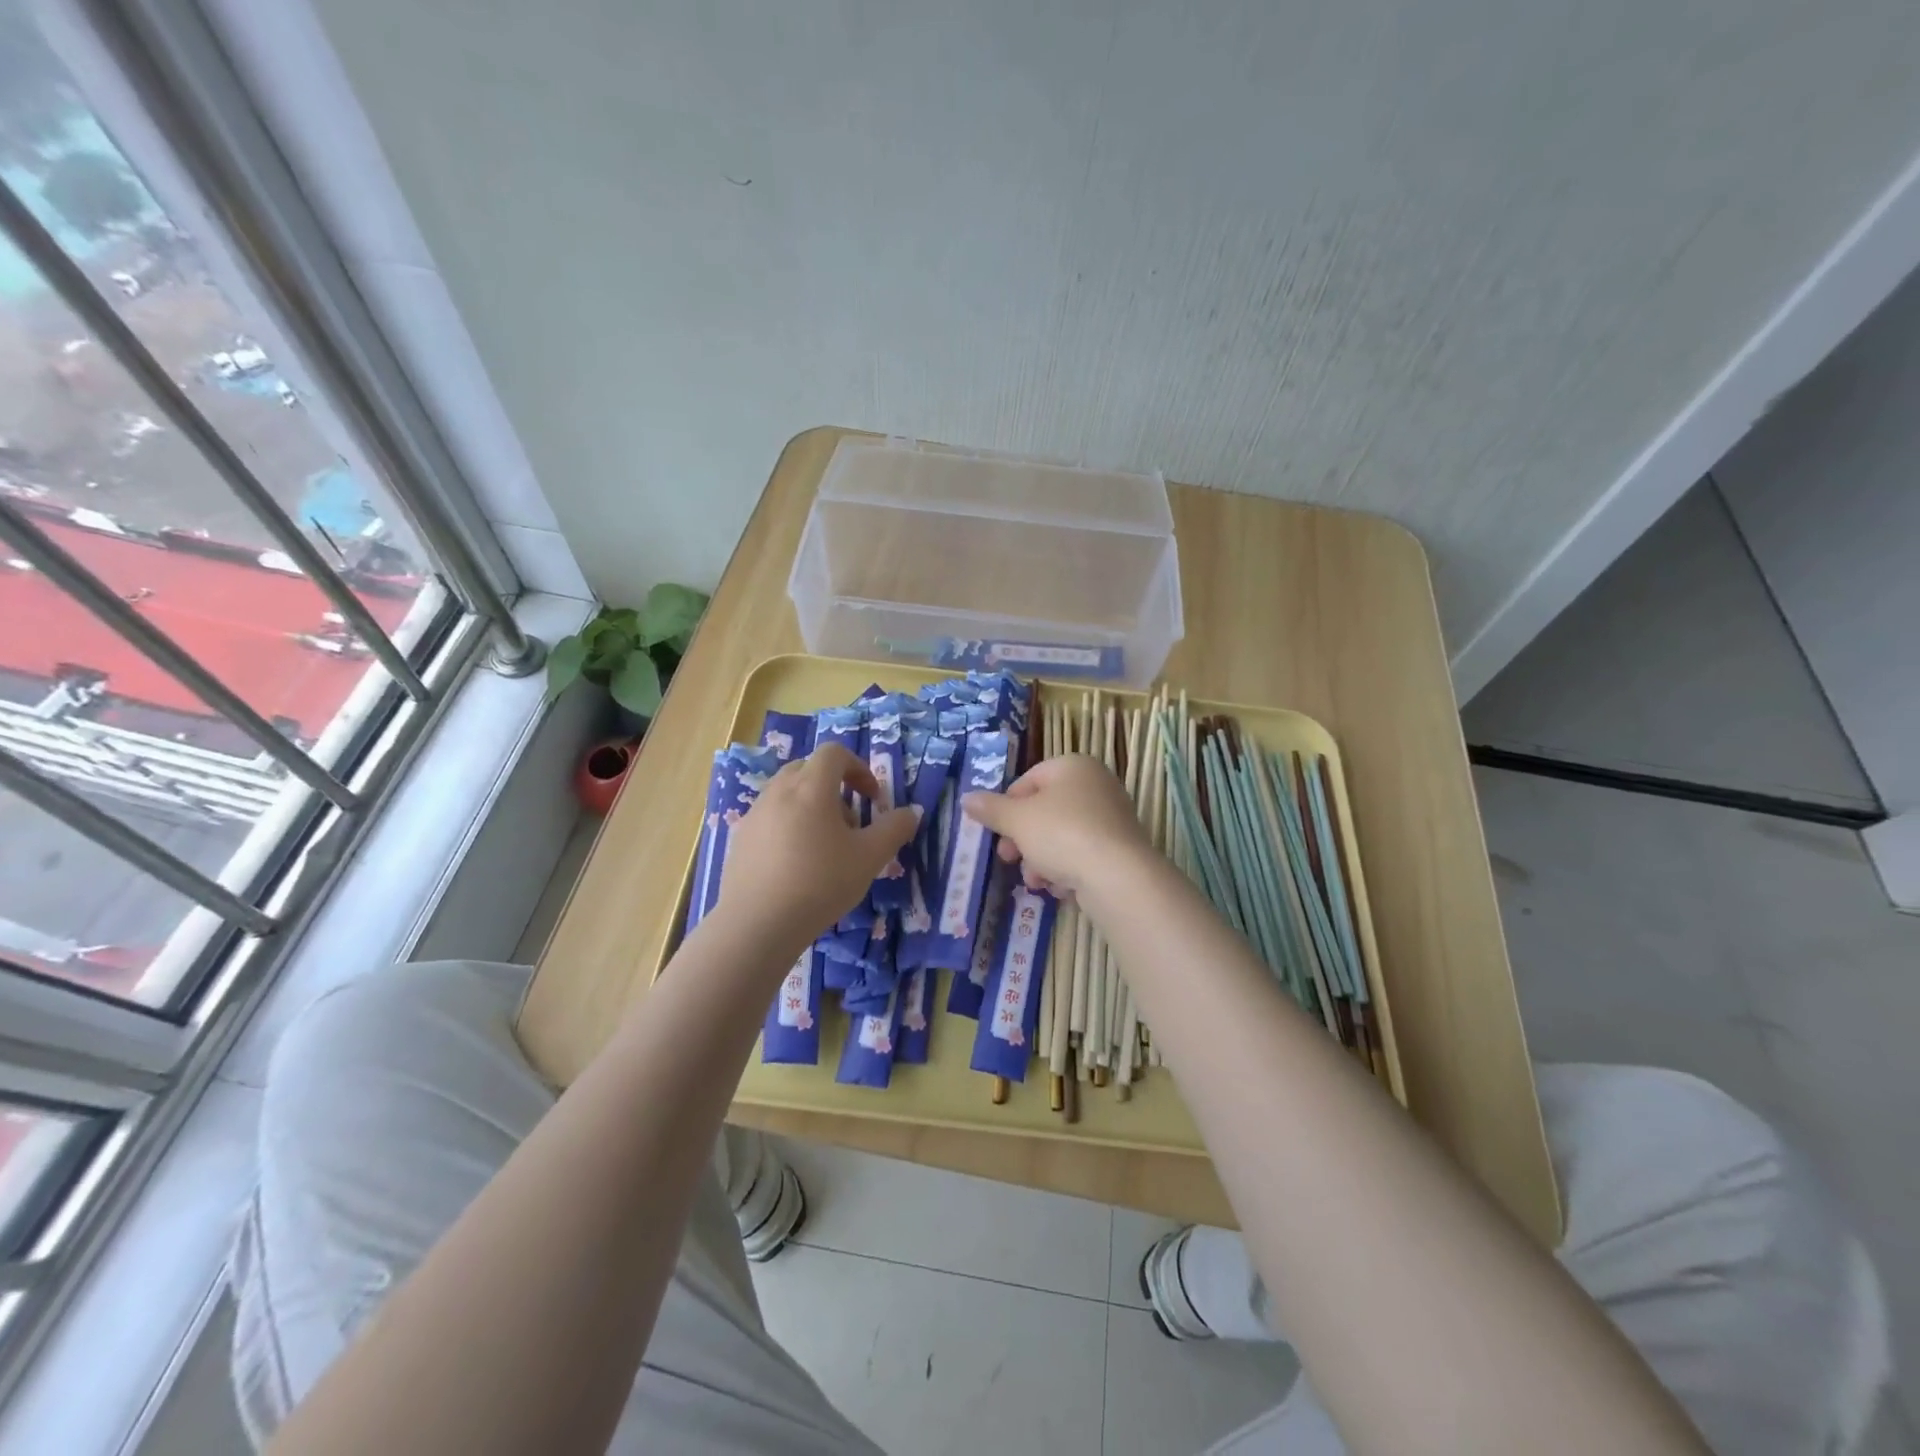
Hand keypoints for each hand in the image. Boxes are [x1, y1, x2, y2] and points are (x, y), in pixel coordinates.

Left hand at [717, 743, 917, 947]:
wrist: (757, 925)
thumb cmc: (820, 883)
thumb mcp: (870, 858)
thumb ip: (894, 829)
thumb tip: (911, 812)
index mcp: (811, 787)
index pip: (834, 753)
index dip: (859, 768)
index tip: (872, 798)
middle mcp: (778, 791)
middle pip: (808, 769)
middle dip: (835, 787)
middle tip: (850, 823)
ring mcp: (754, 814)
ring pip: (787, 794)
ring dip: (811, 807)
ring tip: (824, 848)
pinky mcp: (740, 839)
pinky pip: (770, 818)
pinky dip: (789, 827)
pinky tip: (796, 866)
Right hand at [961, 754, 1151, 898]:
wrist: (1118, 875)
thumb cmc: (1062, 833)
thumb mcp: (1017, 820)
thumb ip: (991, 809)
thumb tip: (966, 798)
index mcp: (1072, 766)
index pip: (1028, 780)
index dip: (1007, 808)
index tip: (996, 832)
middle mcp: (1096, 785)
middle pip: (1044, 811)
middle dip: (1022, 839)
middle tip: (1009, 859)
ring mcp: (1111, 817)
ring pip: (1061, 836)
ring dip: (1041, 860)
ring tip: (1036, 881)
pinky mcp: (1120, 848)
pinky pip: (1082, 854)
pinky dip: (1067, 869)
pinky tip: (1060, 888)